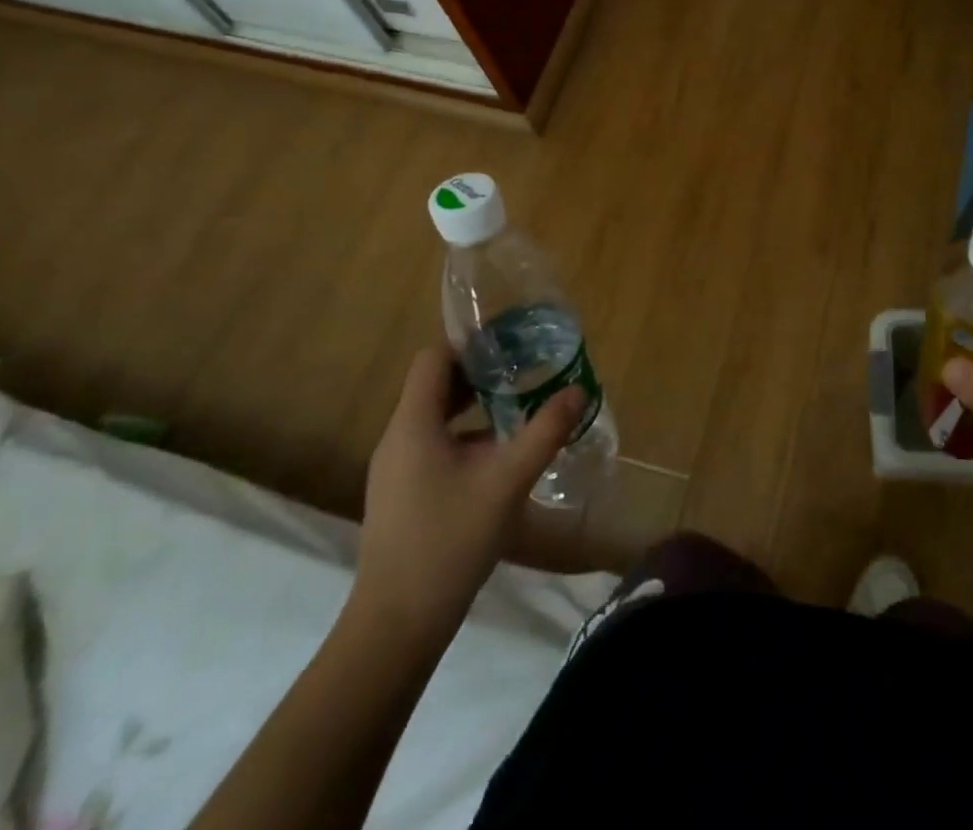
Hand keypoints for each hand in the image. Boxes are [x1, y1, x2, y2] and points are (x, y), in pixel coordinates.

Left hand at [352, 348, 579, 638]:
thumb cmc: (450, 540)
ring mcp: (394, 470)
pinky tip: (496, 459)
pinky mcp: (400, 496)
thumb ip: (544, 432)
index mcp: (413, 424)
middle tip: (522, 372)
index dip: (470, 345)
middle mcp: (397, 438)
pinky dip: (463, 438)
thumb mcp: (507, 481)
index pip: (434, 358)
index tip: (509, 345)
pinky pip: (431, 447)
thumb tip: (577, 390)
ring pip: (434, 419)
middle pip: (434, 386)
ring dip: (472, 407)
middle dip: (478, 375)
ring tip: (516, 408)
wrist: (396, 626)